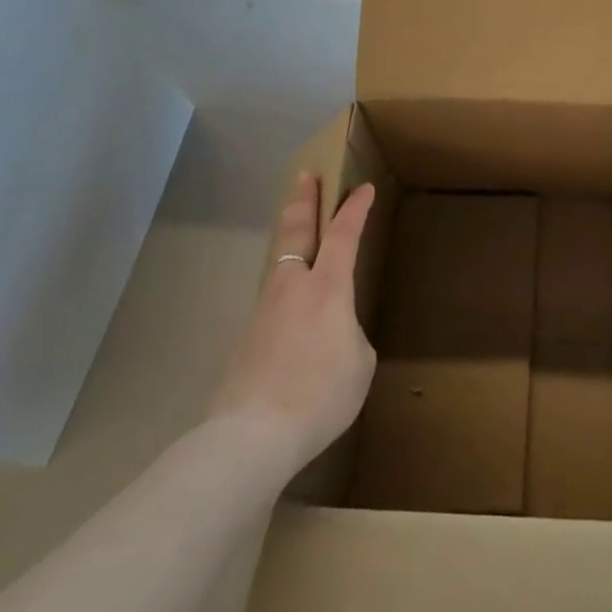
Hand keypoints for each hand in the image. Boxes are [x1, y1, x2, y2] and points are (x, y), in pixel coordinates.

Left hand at [209, 172, 376, 475]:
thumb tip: (332, 332)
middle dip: (304, 201)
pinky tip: (293, 302)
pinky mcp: (249, 334)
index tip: (362, 188)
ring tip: (301, 229)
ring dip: (291, 237)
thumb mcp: (359, 362)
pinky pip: (274, 294)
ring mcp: (266, 308)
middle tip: (306, 176)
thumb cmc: (320, 394)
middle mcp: (294, 287)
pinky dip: (286, 280)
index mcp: (328, 289)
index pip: (345, 236)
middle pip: (297, 231)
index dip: (355, 209)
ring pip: (281, 261)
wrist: (253, 435)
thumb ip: (349, 333)